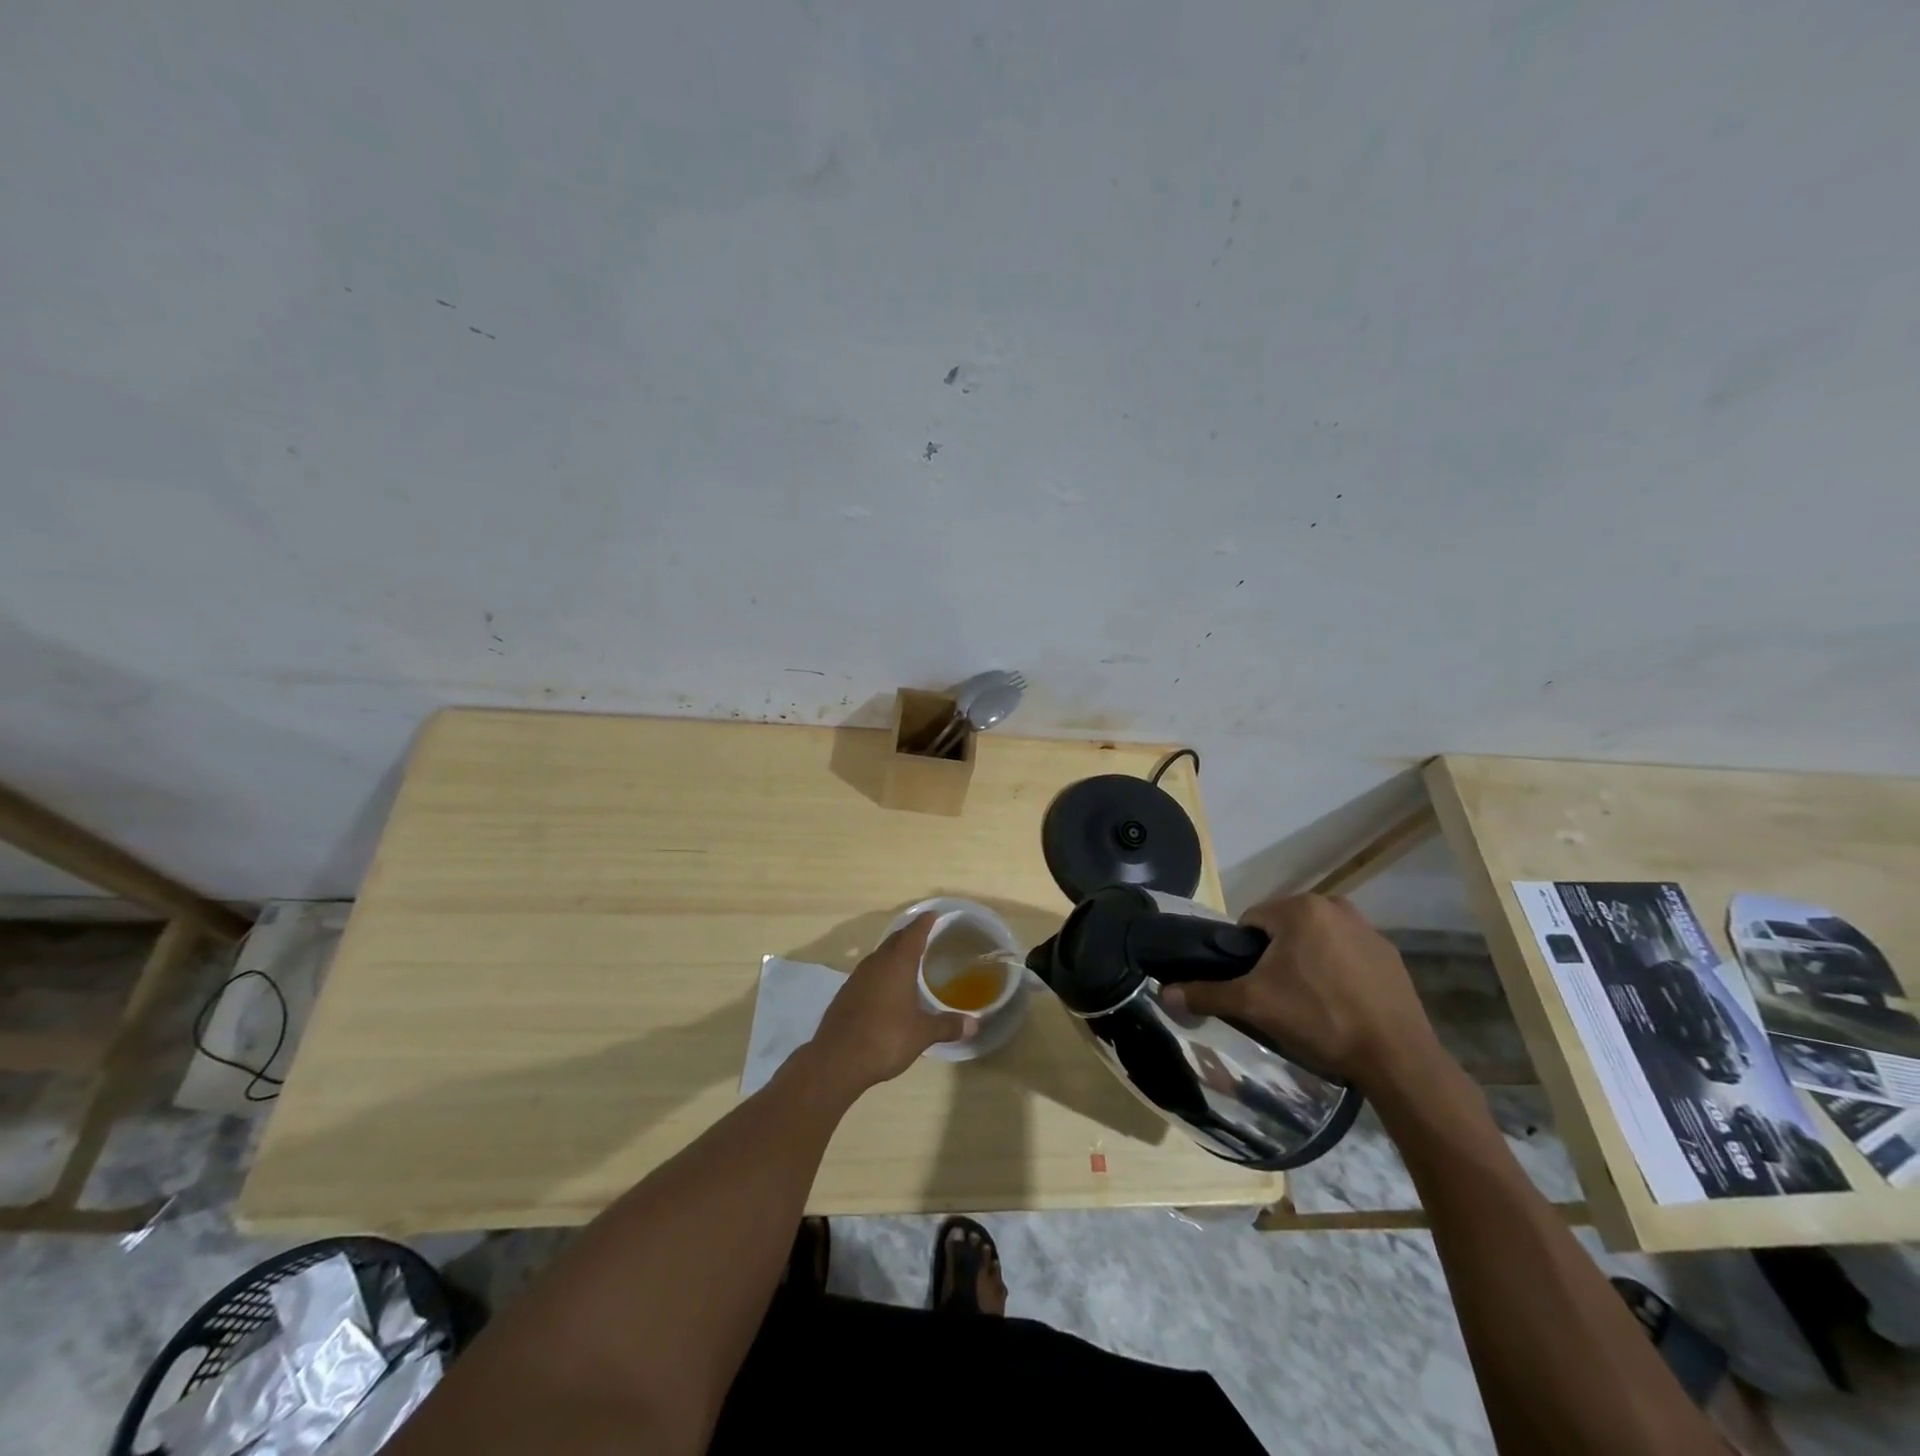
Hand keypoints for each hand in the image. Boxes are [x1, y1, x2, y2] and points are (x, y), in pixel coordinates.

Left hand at [811, 913, 975, 1090]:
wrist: (837, 1060)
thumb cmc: (885, 1038)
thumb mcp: (922, 1034)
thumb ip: (947, 1025)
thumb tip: (974, 1025)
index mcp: (897, 964)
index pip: (913, 933)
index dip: (924, 922)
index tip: (933, 914)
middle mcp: (875, 964)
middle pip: (894, 941)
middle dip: (909, 935)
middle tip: (925, 935)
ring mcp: (857, 978)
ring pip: (879, 956)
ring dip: (893, 954)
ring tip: (908, 961)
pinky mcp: (845, 994)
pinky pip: (868, 973)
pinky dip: (881, 972)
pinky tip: (886, 988)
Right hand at [1162, 893, 1444, 1097]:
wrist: (1396, 1057)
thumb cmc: (1319, 1018)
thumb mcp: (1255, 1005)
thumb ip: (1207, 994)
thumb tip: (1165, 993)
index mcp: (1299, 908)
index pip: (1252, 921)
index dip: (1245, 954)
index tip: (1253, 985)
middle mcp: (1335, 905)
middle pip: (1285, 928)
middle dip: (1276, 956)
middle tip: (1277, 996)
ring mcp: (1368, 929)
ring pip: (1317, 939)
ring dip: (1306, 961)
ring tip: (1309, 1003)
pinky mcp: (1390, 954)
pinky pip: (1347, 954)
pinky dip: (1338, 971)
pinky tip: (1340, 1004)